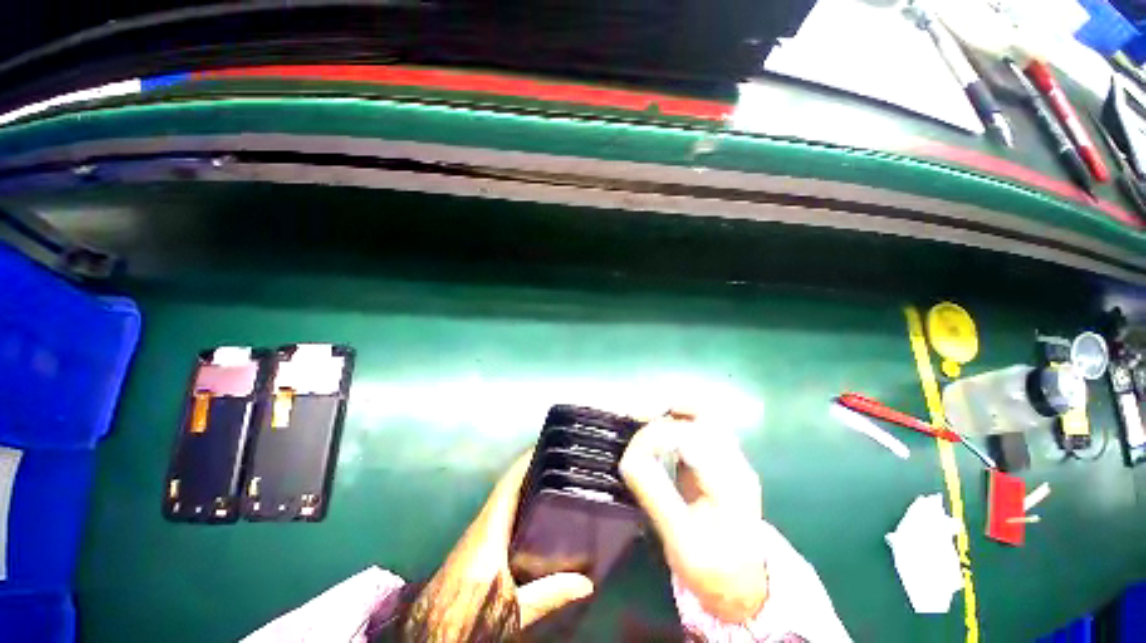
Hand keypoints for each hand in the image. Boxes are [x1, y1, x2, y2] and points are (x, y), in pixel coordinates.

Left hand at [407, 451, 593, 638]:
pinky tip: (530, 514)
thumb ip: (548, 594)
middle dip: (528, 471)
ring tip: (549, 480)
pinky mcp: (473, 547)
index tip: (541, 445)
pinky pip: (498, 514)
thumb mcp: (512, 609)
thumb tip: (587, 582)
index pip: (507, 486)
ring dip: (522, 486)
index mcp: (489, 531)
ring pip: (501, 501)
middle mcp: (480, 526)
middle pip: (506, 488)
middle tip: (555, 462)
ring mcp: (475, 536)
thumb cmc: (469, 617)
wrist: (432, 636)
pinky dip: (515, 504)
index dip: (523, 463)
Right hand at [619, 413, 768, 623]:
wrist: (744, 584)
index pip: (692, 438)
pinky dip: (675, 419)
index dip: (657, 435)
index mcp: (730, 484)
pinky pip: (698, 426)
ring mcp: (732, 458)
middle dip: (665, 411)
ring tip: (642, 417)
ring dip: (670, 411)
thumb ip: (654, 493)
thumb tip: (628, 457)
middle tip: (634, 416)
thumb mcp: (680, 539)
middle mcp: (735, 462)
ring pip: (702, 416)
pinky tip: (657, 429)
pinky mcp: (722, 459)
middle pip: (703, 415)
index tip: (633, 449)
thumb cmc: (713, 569)